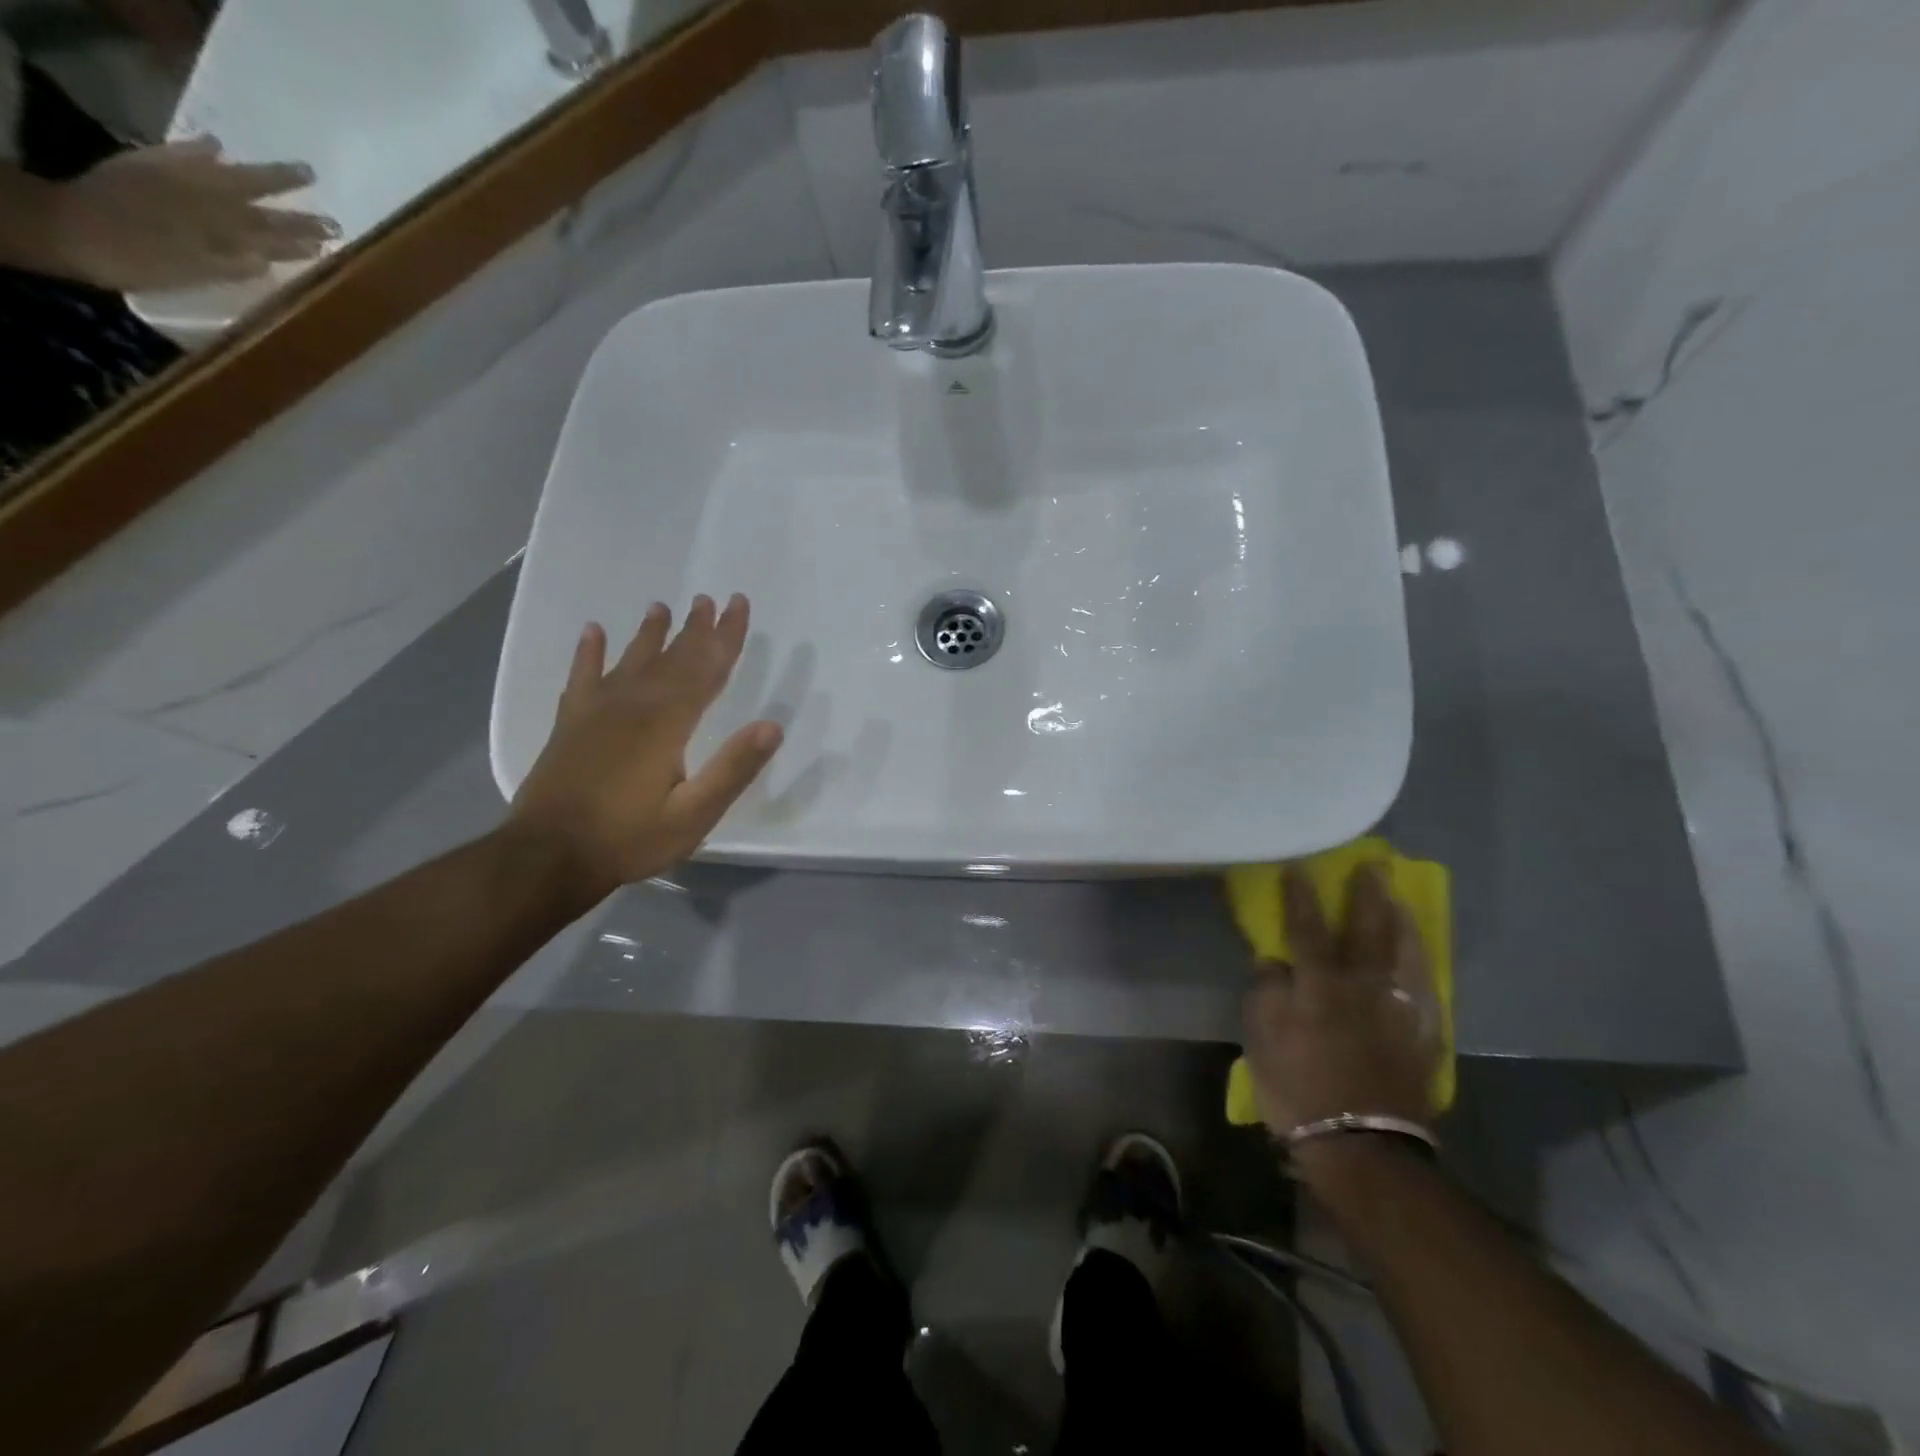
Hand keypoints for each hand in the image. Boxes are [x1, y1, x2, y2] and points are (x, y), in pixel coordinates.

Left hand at [50, 136, 336, 291]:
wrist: (70, 227)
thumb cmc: (139, 261)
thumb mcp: (195, 273)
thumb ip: (233, 265)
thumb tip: (270, 259)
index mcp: (222, 231)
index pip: (275, 236)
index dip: (304, 240)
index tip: (336, 240)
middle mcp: (208, 202)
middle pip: (262, 207)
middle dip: (298, 214)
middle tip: (333, 217)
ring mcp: (179, 181)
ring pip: (233, 178)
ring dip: (267, 176)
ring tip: (300, 172)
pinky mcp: (148, 167)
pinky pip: (182, 155)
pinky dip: (200, 150)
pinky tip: (218, 146)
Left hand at [506, 594, 782, 901]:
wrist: (548, 857)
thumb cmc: (629, 838)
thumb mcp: (694, 815)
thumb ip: (733, 769)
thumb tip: (773, 725)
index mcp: (668, 723)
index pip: (706, 669)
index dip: (726, 637)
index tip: (739, 605)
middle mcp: (633, 705)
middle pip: (672, 658)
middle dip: (695, 629)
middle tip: (709, 599)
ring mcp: (596, 712)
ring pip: (631, 661)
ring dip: (650, 634)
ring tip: (662, 607)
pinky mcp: (570, 725)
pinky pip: (582, 677)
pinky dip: (588, 653)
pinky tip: (592, 632)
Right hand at [1242, 864, 1440, 1142]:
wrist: (1360, 1146)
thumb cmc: (1297, 1087)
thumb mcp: (1261, 1037)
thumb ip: (1266, 990)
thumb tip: (1275, 961)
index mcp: (1320, 983)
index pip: (1307, 927)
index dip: (1301, 896)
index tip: (1300, 867)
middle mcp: (1364, 986)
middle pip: (1367, 929)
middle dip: (1368, 894)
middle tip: (1373, 866)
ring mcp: (1399, 1010)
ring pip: (1406, 953)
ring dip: (1402, 922)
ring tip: (1399, 901)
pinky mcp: (1423, 1036)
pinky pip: (1427, 990)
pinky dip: (1422, 967)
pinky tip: (1420, 959)